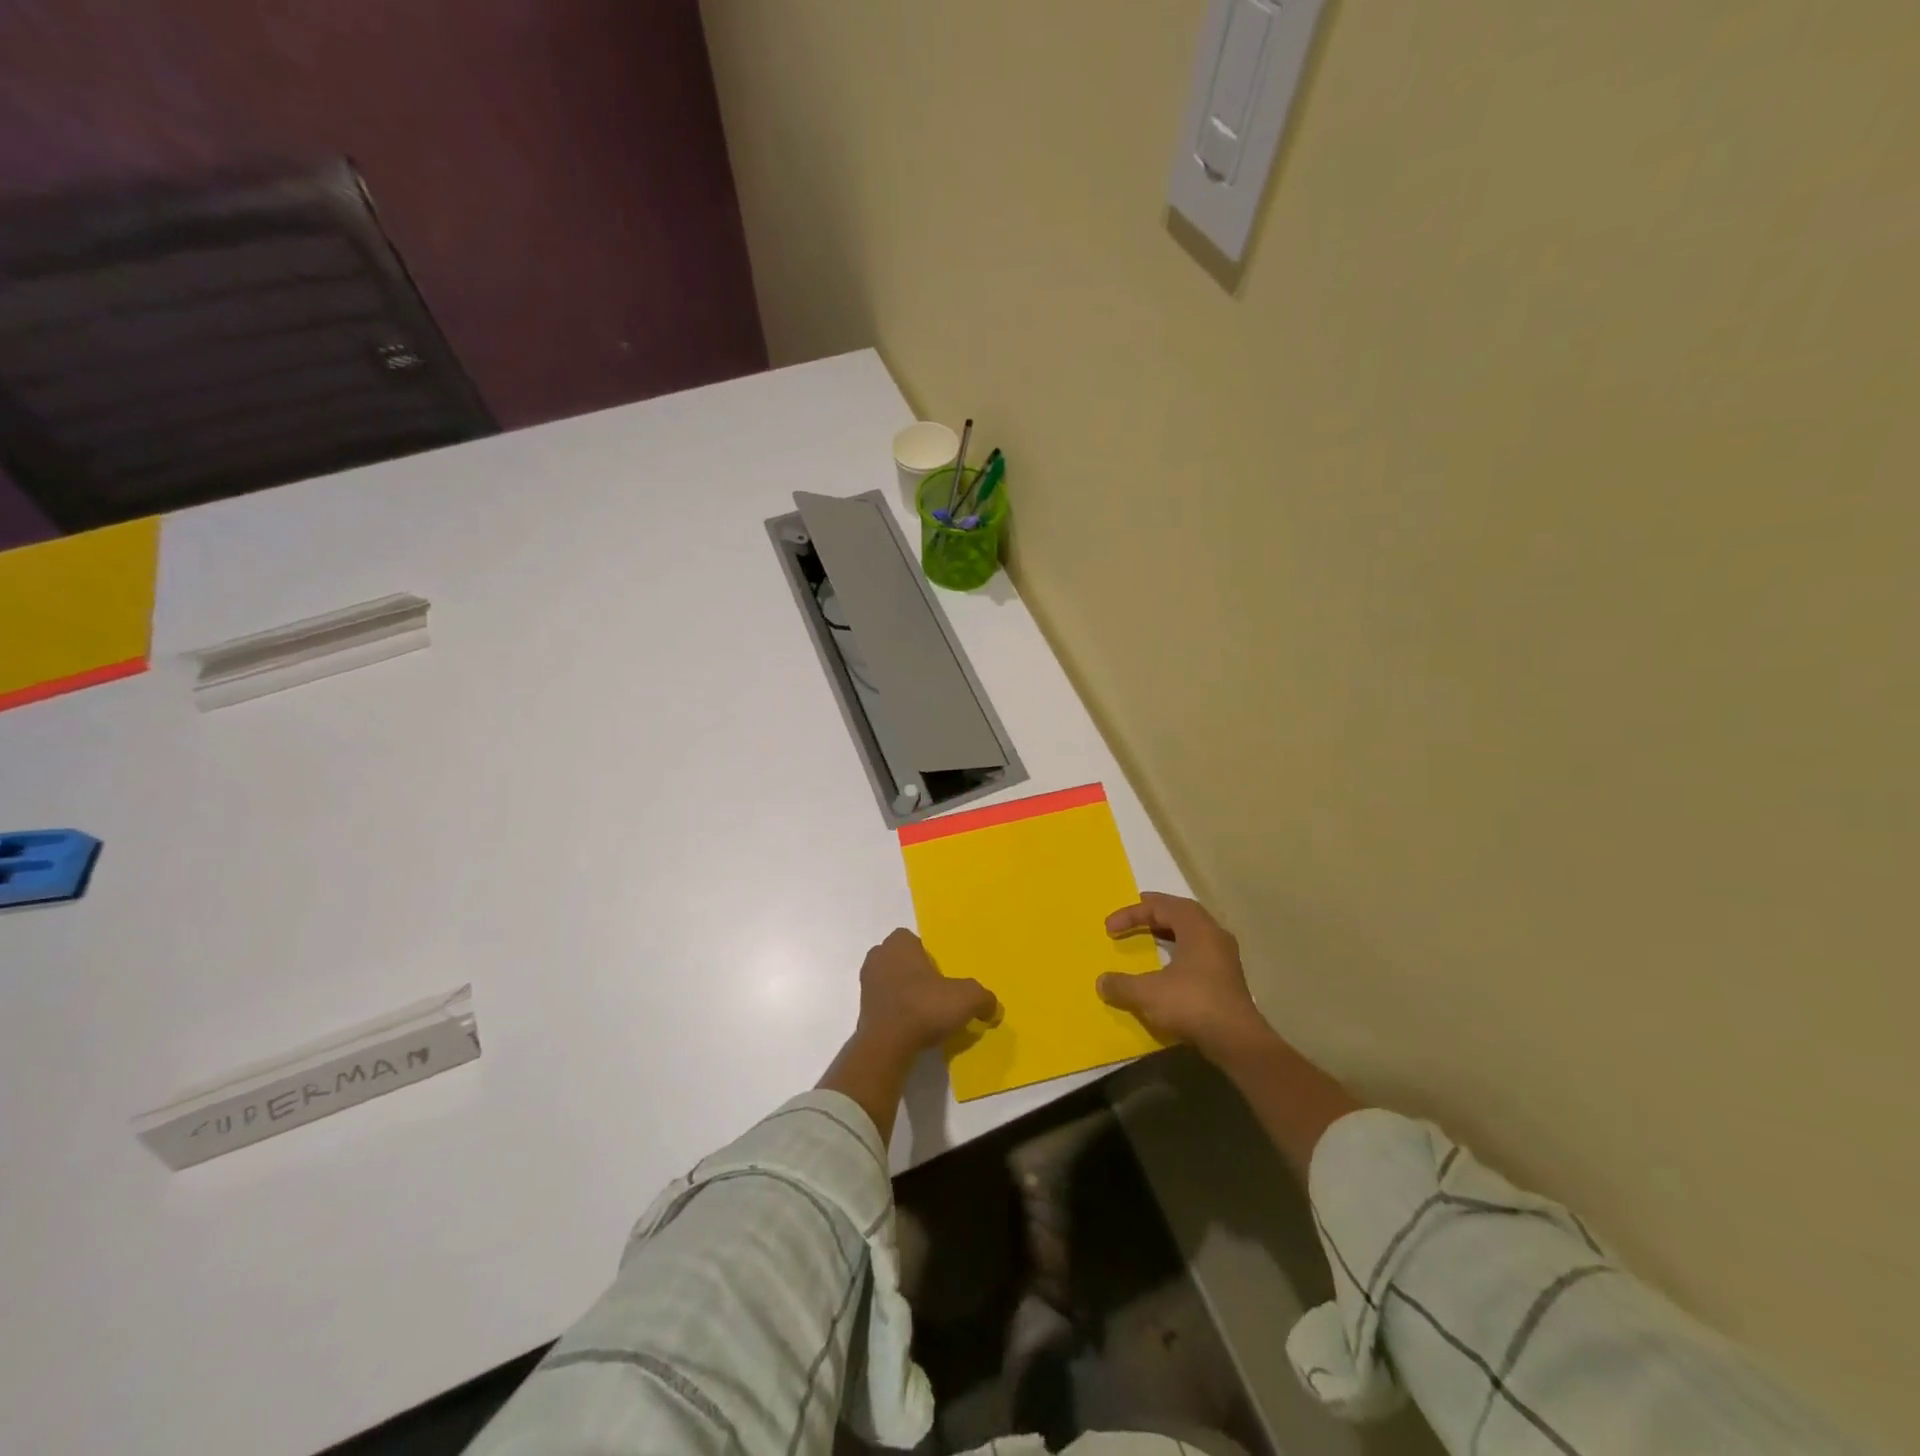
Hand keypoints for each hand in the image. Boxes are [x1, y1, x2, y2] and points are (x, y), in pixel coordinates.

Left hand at [855, 928, 998, 1059]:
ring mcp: (866, 984)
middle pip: (900, 959)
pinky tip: (912, 1026)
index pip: (912, 939)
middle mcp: (878, 957)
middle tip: (935, 990)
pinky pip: (884, 1003)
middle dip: (915, 971)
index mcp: (898, 944)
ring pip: (890, 980)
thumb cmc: (924, 1007)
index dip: (927, 953)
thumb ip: (984, 998)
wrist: (887, 1045)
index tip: (941, 972)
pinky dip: (896, 1011)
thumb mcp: (967, 998)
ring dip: (904, 991)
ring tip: (925, 1011)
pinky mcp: (862, 1010)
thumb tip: (992, 1007)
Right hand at [1097, 893, 1271, 1059]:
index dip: (1132, 913)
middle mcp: (1213, 935)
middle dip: (1154, 912)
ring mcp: (1224, 957)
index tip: (1109, 928)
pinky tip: (1167, 966)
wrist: (1237, 1041)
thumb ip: (1121, 984)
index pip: (1160, 906)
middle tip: (1133, 915)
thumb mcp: (1148, 993)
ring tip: (1148, 936)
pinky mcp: (1226, 979)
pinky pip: (1198, 952)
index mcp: (1197, 927)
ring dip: (1167, 931)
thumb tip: (1101, 982)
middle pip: (1180, 912)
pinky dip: (1178, 951)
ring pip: (1192, 932)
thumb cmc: (1192, 1004)